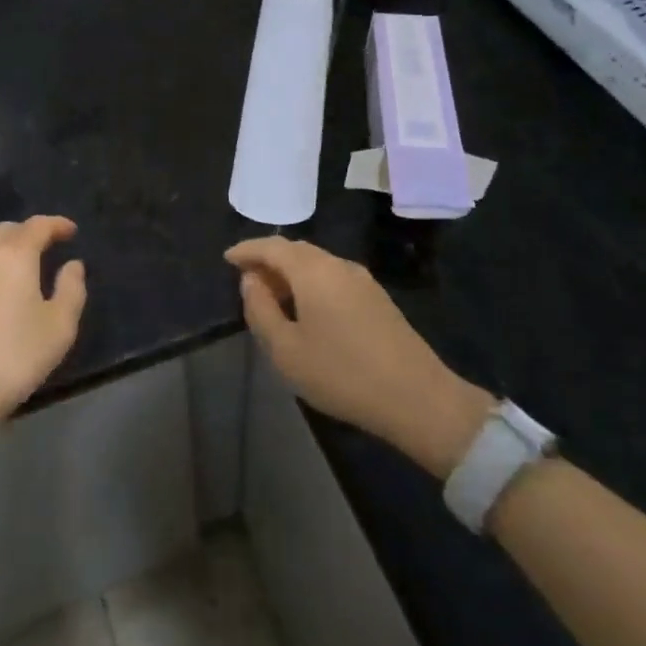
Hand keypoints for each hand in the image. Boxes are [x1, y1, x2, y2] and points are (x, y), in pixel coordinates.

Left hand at [0, 216, 87, 438]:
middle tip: (48, 245)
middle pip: (7, 231)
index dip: (56, 224)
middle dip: (29, 232)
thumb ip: (71, 289)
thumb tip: (73, 265)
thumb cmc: (16, 357)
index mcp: (13, 257)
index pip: (37, 226)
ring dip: (7, 251)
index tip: (72, 231)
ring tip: (24, 270)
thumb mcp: (60, 326)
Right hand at [225, 237, 492, 478]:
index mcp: (313, 270)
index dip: (247, 250)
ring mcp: (362, 280)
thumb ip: (261, 310)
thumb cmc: (342, 374)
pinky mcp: (378, 298)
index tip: (228, 259)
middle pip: (296, 250)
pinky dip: (311, 282)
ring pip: (316, 263)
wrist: (418, 399)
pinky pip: (333, 277)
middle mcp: (338, 265)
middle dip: (268, 259)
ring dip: (291, 272)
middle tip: (247, 278)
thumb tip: (251, 280)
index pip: (272, 246)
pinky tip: (307, 308)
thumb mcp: (286, 350)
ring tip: (273, 295)